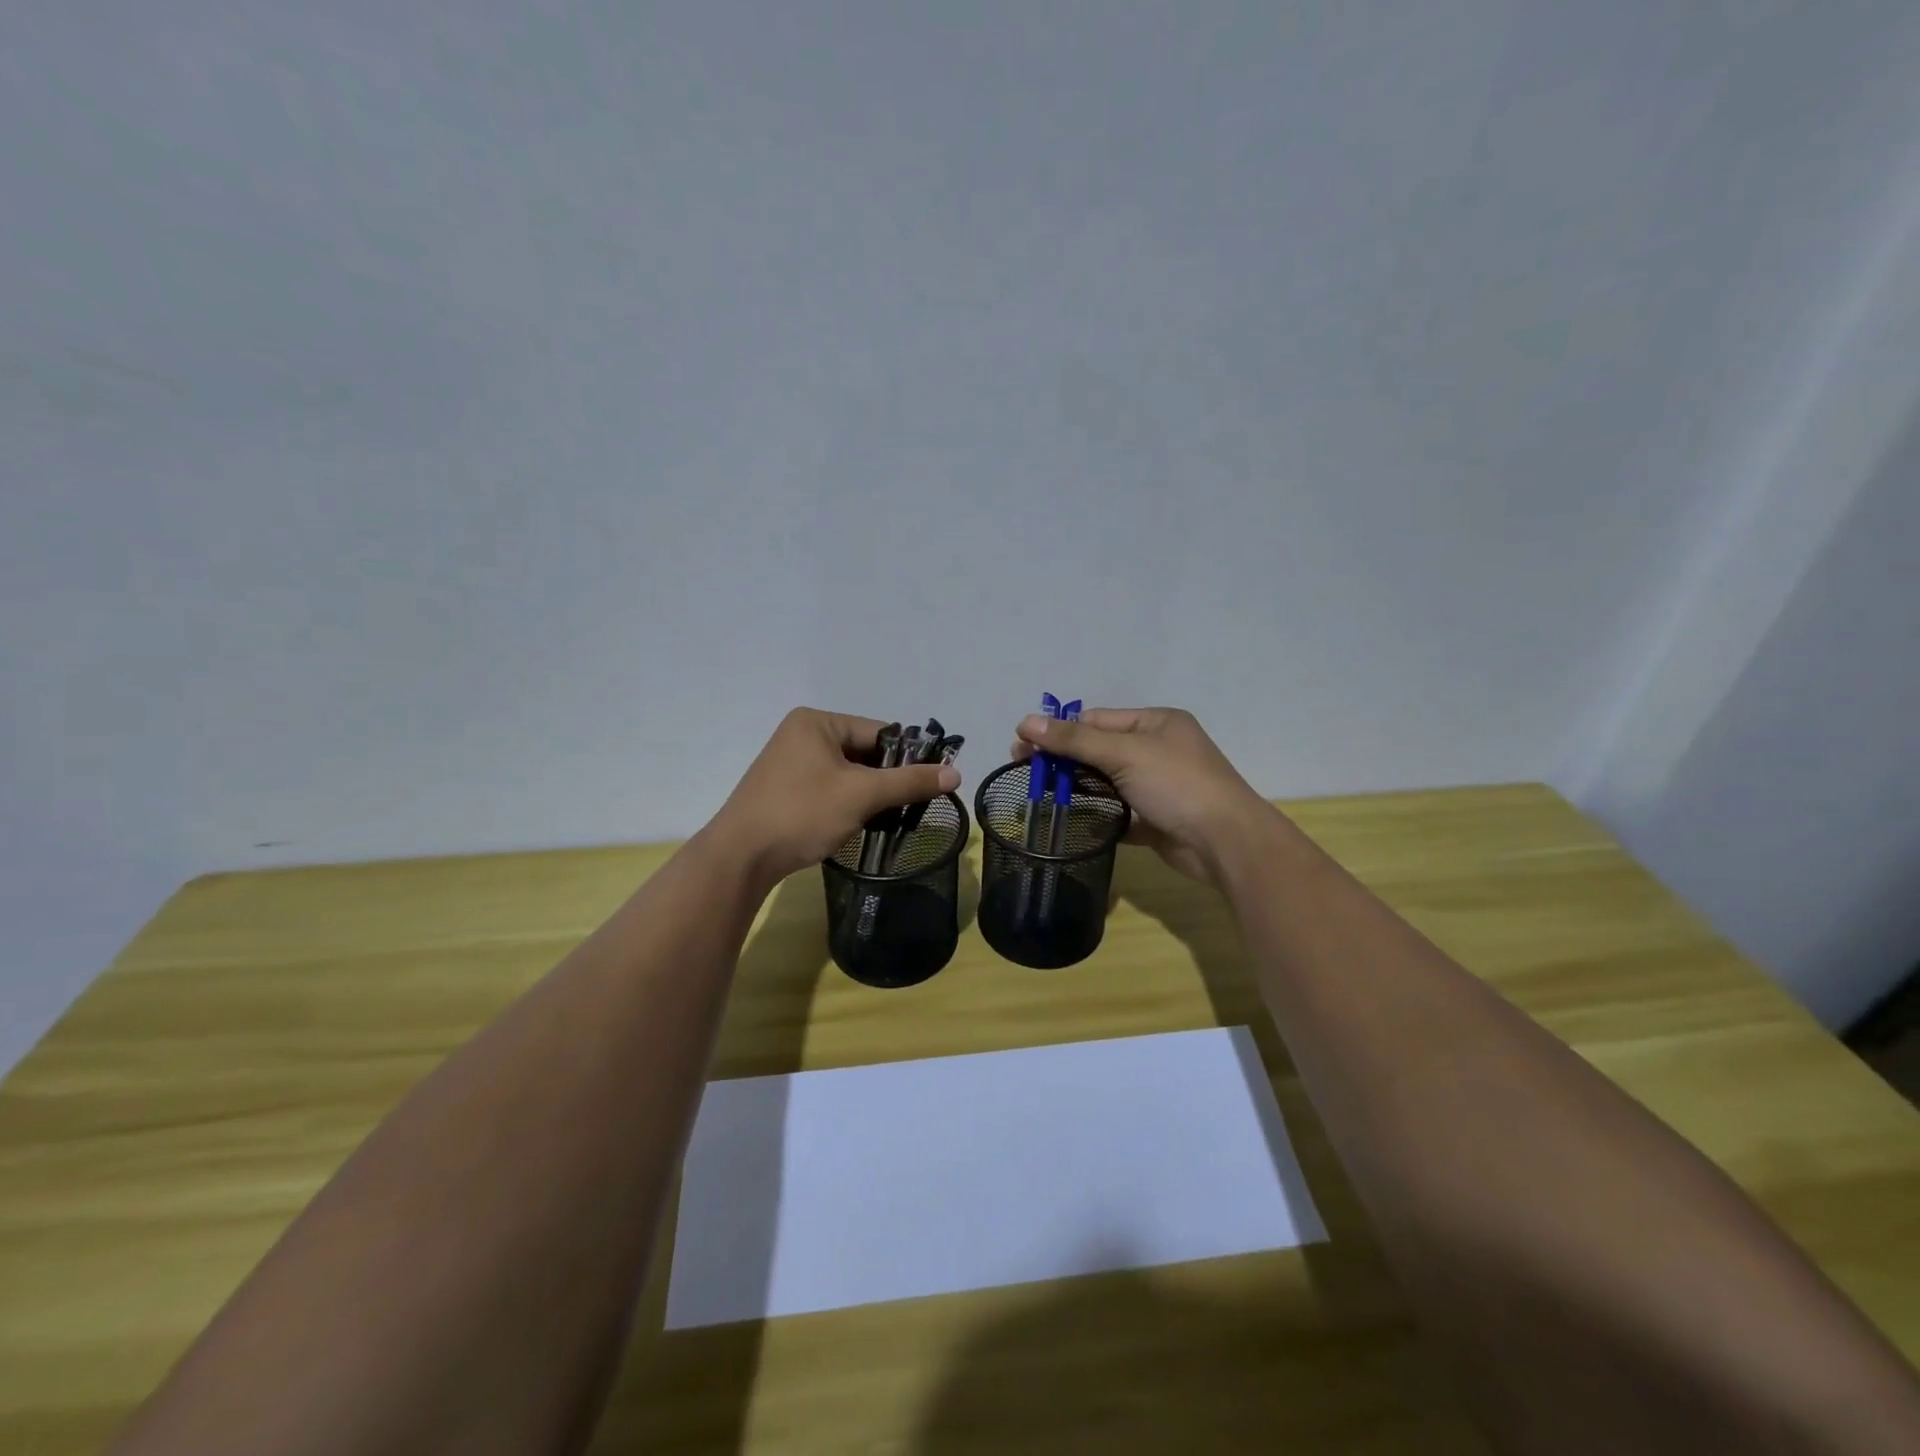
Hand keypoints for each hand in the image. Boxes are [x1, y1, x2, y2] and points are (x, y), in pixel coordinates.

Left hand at [710, 708, 959, 886]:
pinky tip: (862, 824)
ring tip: (891, 818)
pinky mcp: (787, 790)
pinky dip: (850, 804)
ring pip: (849, 774)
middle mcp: (803, 735)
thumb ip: (909, 782)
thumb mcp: (862, 794)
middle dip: (889, 779)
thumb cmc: (802, 813)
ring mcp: (791, 763)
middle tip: (912, 806)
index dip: (908, 757)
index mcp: (817, 722)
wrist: (740, 858)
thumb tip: (955, 773)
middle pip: (865, 752)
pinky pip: (831, 789)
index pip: (879, 732)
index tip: (931, 784)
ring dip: (871, 795)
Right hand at [1012, 707, 1278, 884]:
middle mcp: (1156, 750)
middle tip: (1023, 770)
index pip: (1096, 720)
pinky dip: (1095, 815)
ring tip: (1037, 796)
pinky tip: (1067, 821)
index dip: (1059, 731)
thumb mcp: (1124, 753)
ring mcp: (1156, 786)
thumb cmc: (1177, 784)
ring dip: (1075, 788)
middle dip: (1062, 760)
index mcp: (1155, 723)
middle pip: (1098, 750)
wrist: (1225, 843)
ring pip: (1105, 782)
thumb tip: (1026, 721)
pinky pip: (1117, 812)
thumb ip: (1074, 740)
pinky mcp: (1154, 819)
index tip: (1022, 745)